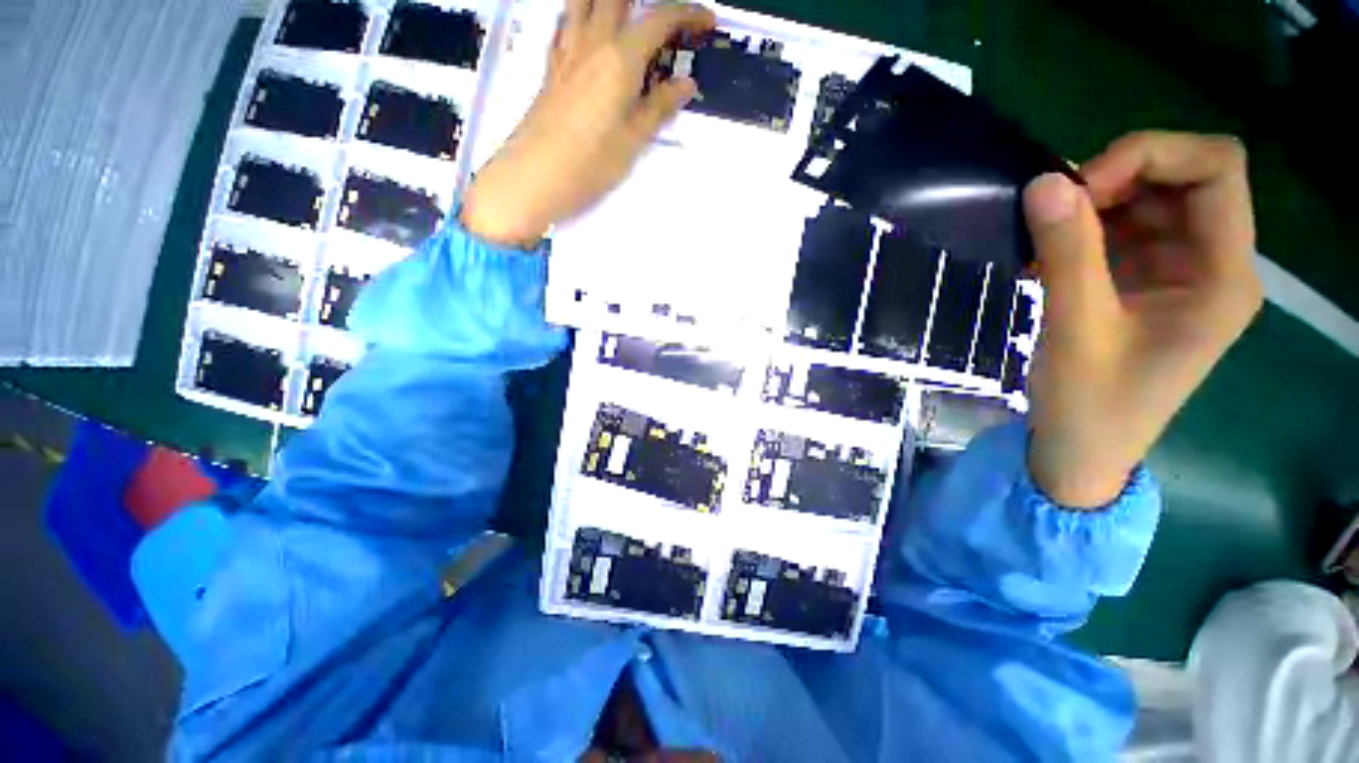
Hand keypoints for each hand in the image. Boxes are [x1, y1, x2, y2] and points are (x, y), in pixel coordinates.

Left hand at [461, 0, 715, 247]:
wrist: (534, 177)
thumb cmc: (589, 165)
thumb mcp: (633, 141)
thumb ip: (660, 107)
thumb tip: (686, 83)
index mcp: (620, 59)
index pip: (659, 18)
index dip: (687, 14)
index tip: (707, 21)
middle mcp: (592, 42)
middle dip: (647, 2)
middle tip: (666, 24)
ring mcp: (567, 51)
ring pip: (586, 0)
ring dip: (611, 2)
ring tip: (629, 19)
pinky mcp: (552, 66)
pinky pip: (567, 22)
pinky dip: (583, 14)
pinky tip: (592, 31)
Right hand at [1023, 131, 1262, 507]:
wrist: (1081, 451)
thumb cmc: (1090, 404)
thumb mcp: (1077, 329)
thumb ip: (1067, 253)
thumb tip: (1044, 182)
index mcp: (1223, 276)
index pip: (1216, 170)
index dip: (1152, 156)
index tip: (1081, 187)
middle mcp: (1212, 264)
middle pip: (1182, 179)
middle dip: (1117, 178)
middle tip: (1052, 208)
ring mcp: (1179, 273)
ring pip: (1148, 201)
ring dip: (1093, 204)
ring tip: (1040, 235)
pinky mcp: (1145, 283)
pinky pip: (1120, 231)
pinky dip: (1081, 230)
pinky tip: (1044, 254)